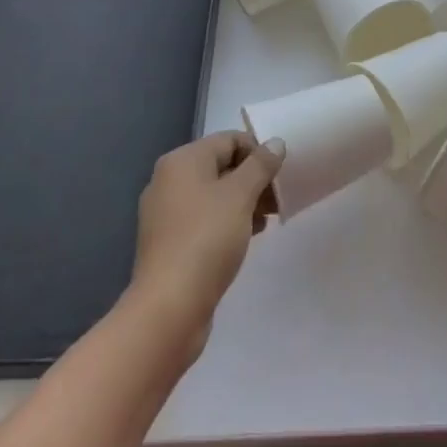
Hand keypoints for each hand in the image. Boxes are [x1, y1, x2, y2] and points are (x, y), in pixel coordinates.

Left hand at [129, 131, 284, 359]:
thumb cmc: (207, 239)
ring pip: (214, 195)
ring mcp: (166, 213)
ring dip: (243, 202)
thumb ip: (261, 165)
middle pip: (221, 166)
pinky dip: (227, 221)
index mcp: (182, 161)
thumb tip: (275, 143)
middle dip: (253, 179)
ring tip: (266, 221)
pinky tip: (247, 237)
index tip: (280, 174)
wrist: (170, 306)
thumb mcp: (241, 195)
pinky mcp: (169, 242)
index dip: (258, 152)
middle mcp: (169, 180)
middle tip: (278, 199)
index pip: (229, 140)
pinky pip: (204, 219)